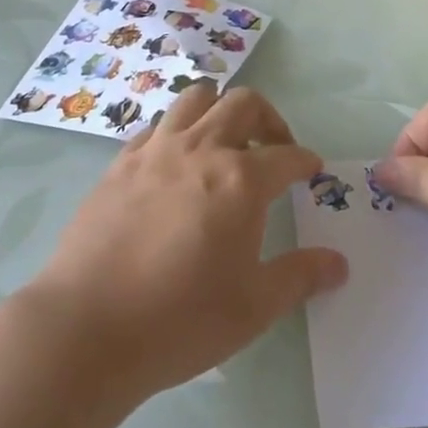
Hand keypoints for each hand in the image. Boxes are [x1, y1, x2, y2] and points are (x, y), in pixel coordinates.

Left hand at [28, 83, 346, 398]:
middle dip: (269, 119)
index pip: (287, 155)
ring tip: (224, 144)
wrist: (88, 327)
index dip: (305, 160)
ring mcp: (155, 151)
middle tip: (274, 149)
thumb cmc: (181, 319)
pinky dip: (177, 132)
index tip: (312, 170)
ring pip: (195, 100)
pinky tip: (175, 165)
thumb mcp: (254, 307)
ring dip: (219, 111)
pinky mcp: (119, 163)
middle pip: (243, 104)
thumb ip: (300, 276)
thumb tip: (339, 264)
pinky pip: (157, 127)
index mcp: (241, 180)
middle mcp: (200, 150)